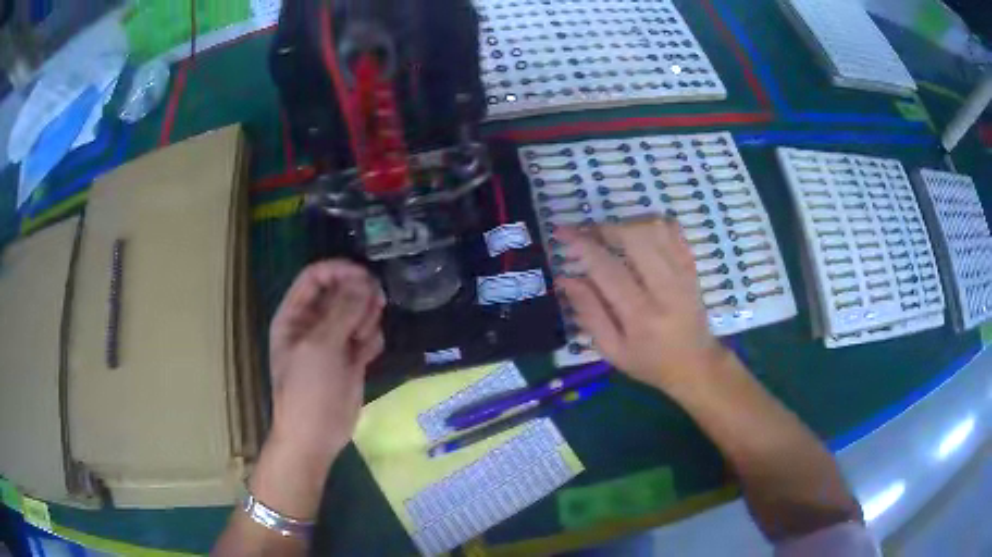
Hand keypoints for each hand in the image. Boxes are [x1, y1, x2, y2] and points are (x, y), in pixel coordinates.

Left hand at [268, 260, 385, 463]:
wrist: (315, 437)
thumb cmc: (307, 390)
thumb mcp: (320, 346)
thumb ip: (342, 310)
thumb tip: (365, 280)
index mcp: (295, 315)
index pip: (316, 276)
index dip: (340, 271)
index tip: (366, 277)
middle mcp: (313, 323)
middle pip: (341, 291)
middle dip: (358, 296)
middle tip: (373, 307)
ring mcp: (334, 341)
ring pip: (358, 312)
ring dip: (366, 319)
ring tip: (362, 339)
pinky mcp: (351, 359)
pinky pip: (368, 336)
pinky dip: (371, 341)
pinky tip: (367, 356)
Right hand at [556, 219, 728, 395]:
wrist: (696, 364)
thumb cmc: (650, 362)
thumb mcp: (612, 350)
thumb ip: (589, 313)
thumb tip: (565, 279)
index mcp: (641, 316)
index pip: (607, 269)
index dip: (582, 246)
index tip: (561, 234)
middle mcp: (665, 289)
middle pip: (635, 238)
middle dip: (604, 228)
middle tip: (586, 234)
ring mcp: (683, 273)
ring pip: (655, 228)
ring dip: (627, 224)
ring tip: (610, 235)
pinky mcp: (692, 266)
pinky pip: (674, 231)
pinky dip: (652, 225)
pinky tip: (638, 235)